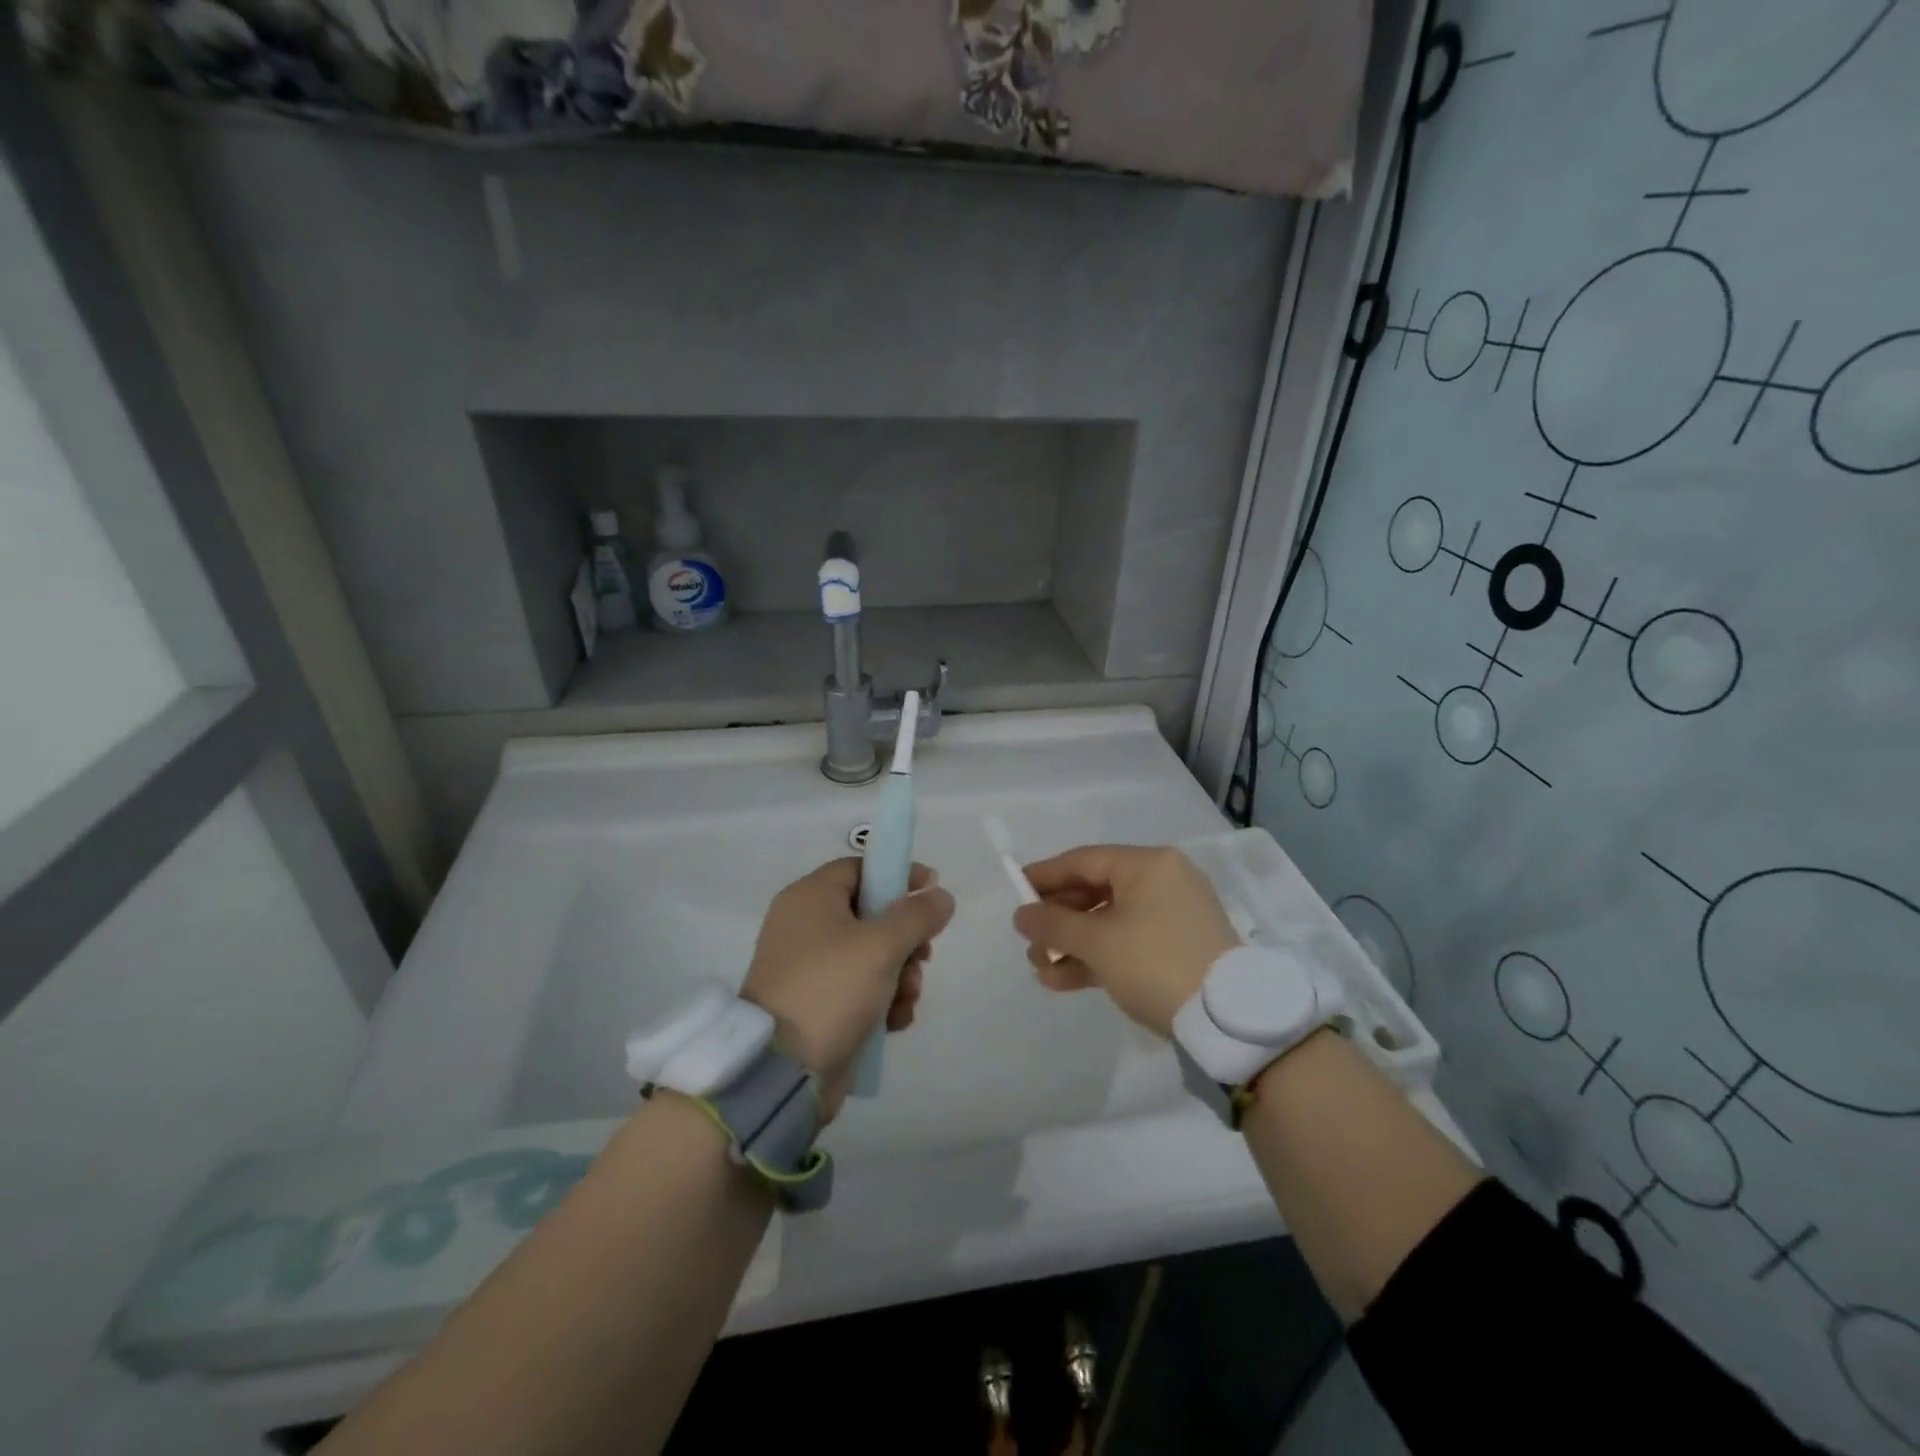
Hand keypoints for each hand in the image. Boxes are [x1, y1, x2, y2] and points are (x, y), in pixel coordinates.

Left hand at [741, 858, 954, 1118]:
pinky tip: (894, 1020)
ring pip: (872, 955)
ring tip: (906, 996)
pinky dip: (883, 1000)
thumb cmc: (830, 989)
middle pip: (871, 914)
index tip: (931, 892)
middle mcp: (806, 926)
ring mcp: (810, 968)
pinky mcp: (818, 1004)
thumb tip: (940, 896)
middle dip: (906, 938)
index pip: (860, 868)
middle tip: (923, 956)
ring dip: (901, 974)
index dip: (898, 875)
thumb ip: (917, 915)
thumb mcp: (881, 945)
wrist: (782, 1071)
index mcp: (810, 898)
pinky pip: (861, 989)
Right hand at [1012, 845, 1239, 1036]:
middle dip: (1058, 919)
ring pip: (1109, 922)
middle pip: (1095, 891)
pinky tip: (1063, 981)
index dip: (1046, 875)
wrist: (1228, 1021)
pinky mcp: (1177, 949)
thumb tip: (1022, 914)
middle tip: (1029, 941)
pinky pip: (1127, 943)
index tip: (1015, 889)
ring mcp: (1173, 917)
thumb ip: (1053, 923)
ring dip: (1072, 944)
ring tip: (1040, 969)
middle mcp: (1163, 882)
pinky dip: (1097, 958)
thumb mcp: (1097, 942)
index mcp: (1149, 865)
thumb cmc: (1156, 962)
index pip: (1085, 860)